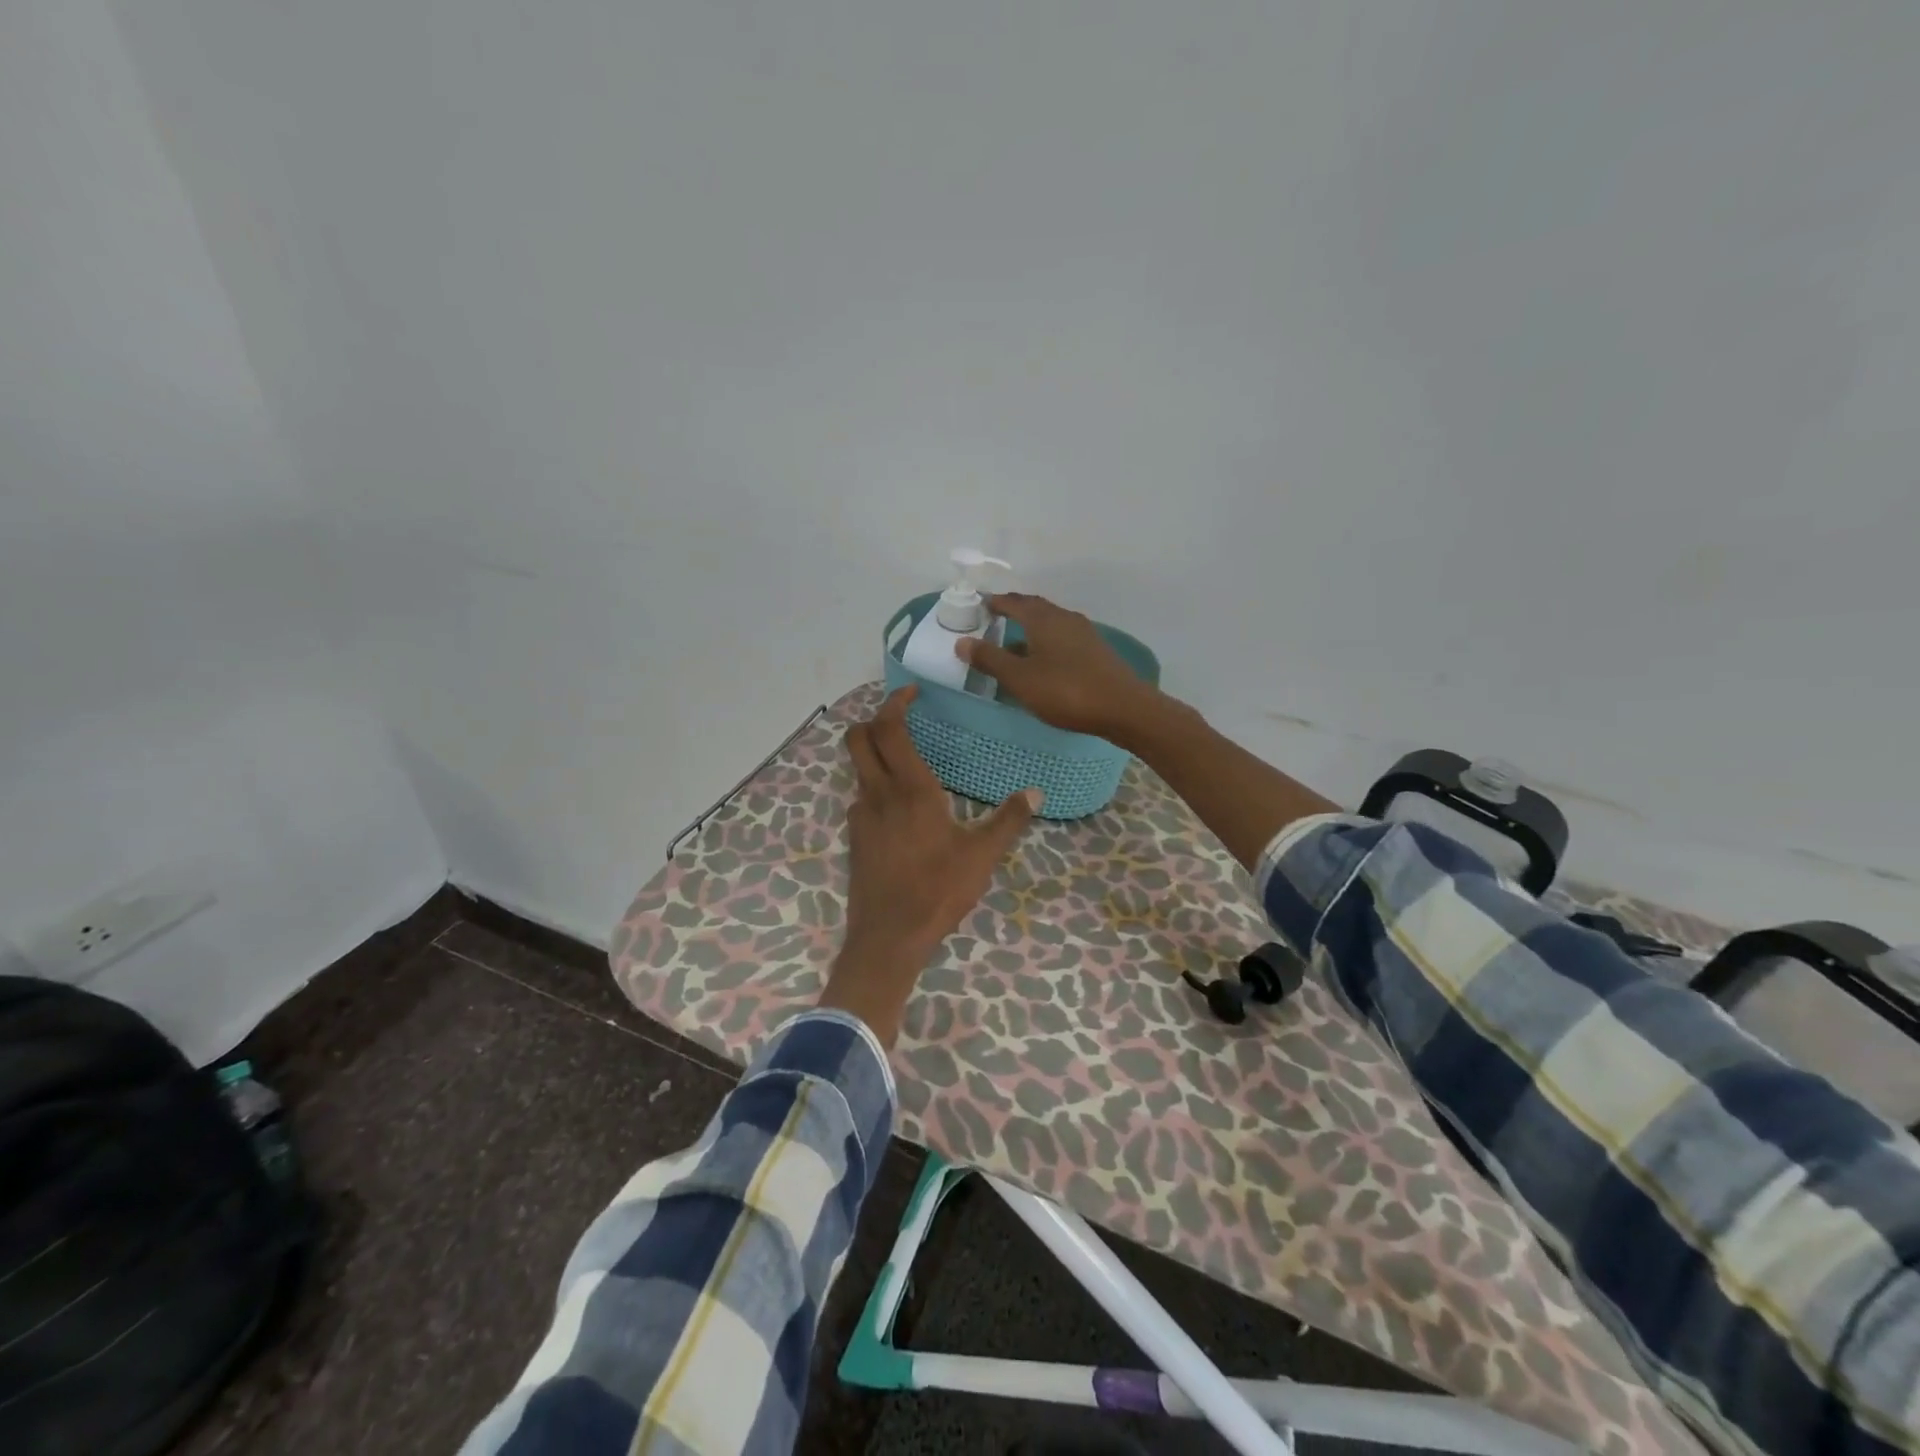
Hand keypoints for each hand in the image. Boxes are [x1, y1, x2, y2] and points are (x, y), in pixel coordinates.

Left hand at [820, 685, 1041, 1044]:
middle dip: (874, 719)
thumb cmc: (937, 890)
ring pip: (857, 768)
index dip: (895, 702)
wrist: (888, 937)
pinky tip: (900, 808)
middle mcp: (878, 794)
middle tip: (901, 719)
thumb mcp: (981, 856)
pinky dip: (875, 787)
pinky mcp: (855, 838)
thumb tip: (1035, 792)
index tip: (912, 692)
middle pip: (858, 738)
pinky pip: (861, 798)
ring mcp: (860, 816)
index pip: (889, 728)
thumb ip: (1008, 820)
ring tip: (906, 760)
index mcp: (910, 789)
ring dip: (874, 754)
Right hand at [956, 593, 1162, 745]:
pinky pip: (1063, 639)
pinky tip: (1043, 662)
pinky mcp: (1096, 651)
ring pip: (1050, 624)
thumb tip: (961, 642)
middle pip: (1035, 608)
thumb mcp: (1020, 678)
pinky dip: (1046, 643)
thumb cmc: (1066, 691)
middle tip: (995, 618)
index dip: (994, 602)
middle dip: (1014, 611)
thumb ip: (990, 659)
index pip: (1013, 602)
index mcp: (1043, 619)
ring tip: (1014, 643)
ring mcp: (1084, 634)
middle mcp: (1064, 618)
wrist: (1124, 708)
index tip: (979, 605)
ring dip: (1031, 629)